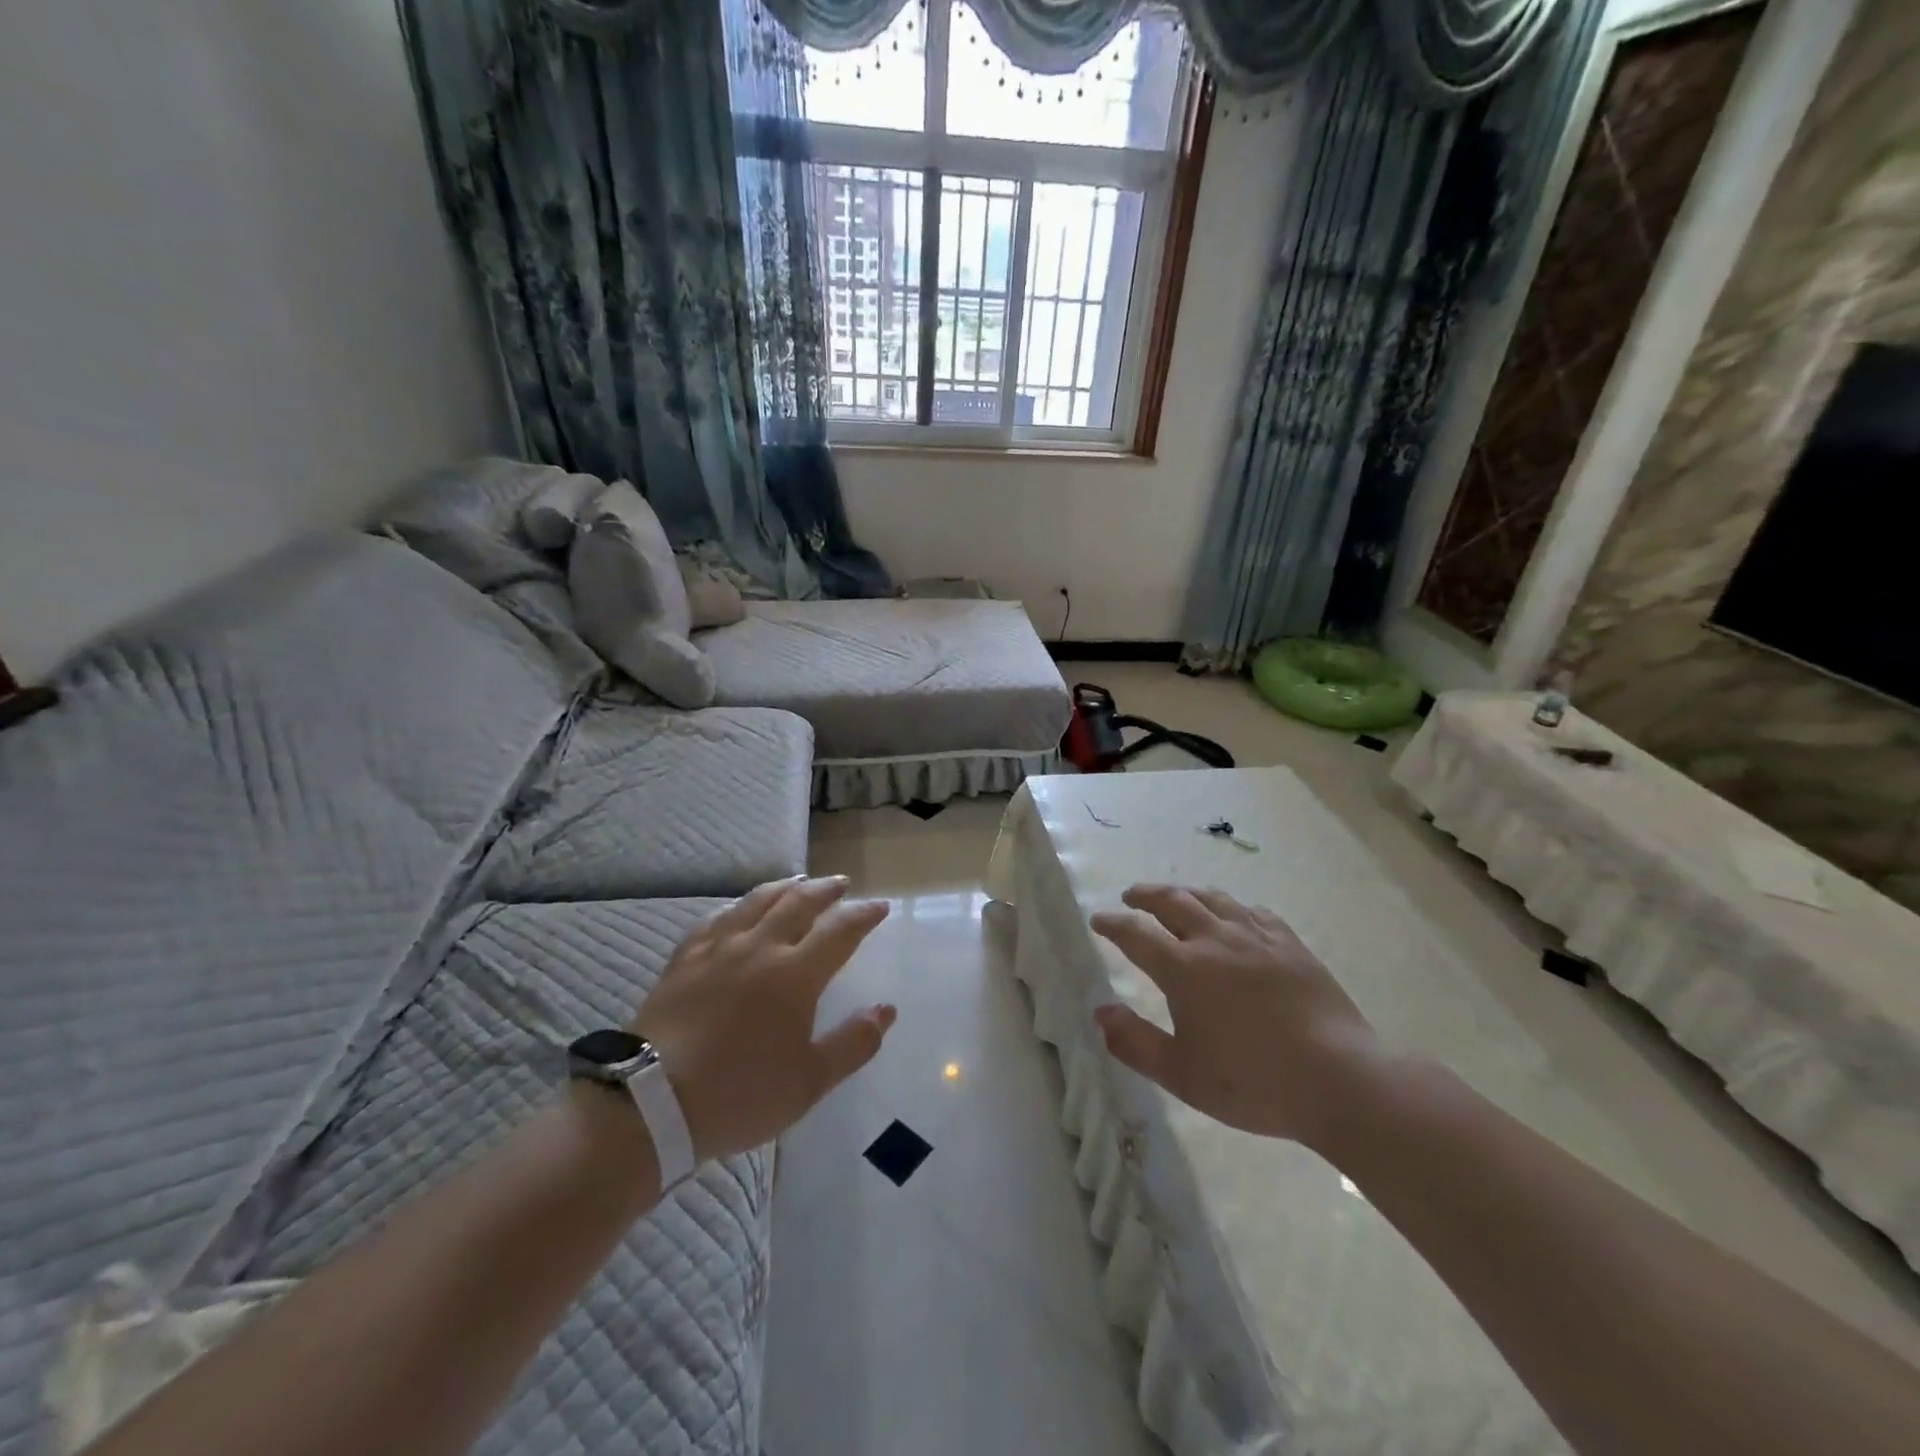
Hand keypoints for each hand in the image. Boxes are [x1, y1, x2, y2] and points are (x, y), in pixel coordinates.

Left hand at [633, 876, 895, 1163]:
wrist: (653, 1103)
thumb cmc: (740, 1094)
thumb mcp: (809, 1081)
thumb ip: (853, 1043)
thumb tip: (886, 1009)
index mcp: (795, 975)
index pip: (839, 931)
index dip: (863, 915)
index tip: (879, 906)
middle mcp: (759, 948)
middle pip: (798, 904)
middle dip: (825, 890)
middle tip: (841, 883)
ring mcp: (717, 950)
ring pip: (756, 902)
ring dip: (783, 888)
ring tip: (798, 882)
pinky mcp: (684, 960)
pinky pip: (714, 920)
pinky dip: (735, 907)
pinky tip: (737, 909)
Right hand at [1090, 884, 1382, 1152]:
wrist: (1341, 1079)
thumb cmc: (1254, 1082)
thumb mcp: (1182, 1075)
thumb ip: (1134, 1042)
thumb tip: (1100, 1011)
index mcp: (1184, 969)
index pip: (1136, 934)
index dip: (1113, 924)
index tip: (1099, 919)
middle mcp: (1216, 940)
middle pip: (1172, 901)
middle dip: (1145, 895)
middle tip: (1131, 897)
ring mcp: (1256, 937)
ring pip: (1212, 899)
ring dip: (1185, 893)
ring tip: (1176, 898)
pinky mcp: (1290, 943)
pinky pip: (1252, 911)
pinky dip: (1230, 907)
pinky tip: (1233, 916)